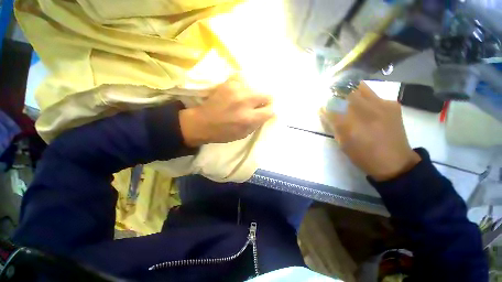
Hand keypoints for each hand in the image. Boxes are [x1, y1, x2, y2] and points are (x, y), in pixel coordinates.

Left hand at [180, 78, 274, 146]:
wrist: (202, 122)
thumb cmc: (223, 133)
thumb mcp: (243, 134)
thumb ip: (257, 123)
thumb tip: (267, 113)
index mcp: (248, 118)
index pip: (270, 110)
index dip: (270, 111)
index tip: (266, 112)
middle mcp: (245, 101)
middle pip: (267, 95)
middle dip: (266, 101)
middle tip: (258, 105)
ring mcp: (236, 90)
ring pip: (256, 88)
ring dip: (254, 95)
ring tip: (246, 100)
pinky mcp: (229, 83)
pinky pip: (244, 82)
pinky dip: (245, 88)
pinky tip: (238, 94)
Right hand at [320, 82, 420, 180]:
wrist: (395, 162)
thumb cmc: (363, 156)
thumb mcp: (342, 143)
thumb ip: (332, 125)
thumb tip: (324, 111)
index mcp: (349, 125)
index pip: (331, 106)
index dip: (324, 104)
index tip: (321, 106)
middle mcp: (365, 111)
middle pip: (345, 91)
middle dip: (334, 92)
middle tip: (331, 96)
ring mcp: (381, 105)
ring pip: (359, 87)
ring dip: (348, 89)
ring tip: (345, 95)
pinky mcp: (392, 105)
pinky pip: (373, 94)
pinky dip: (363, 96)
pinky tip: (364, 105)